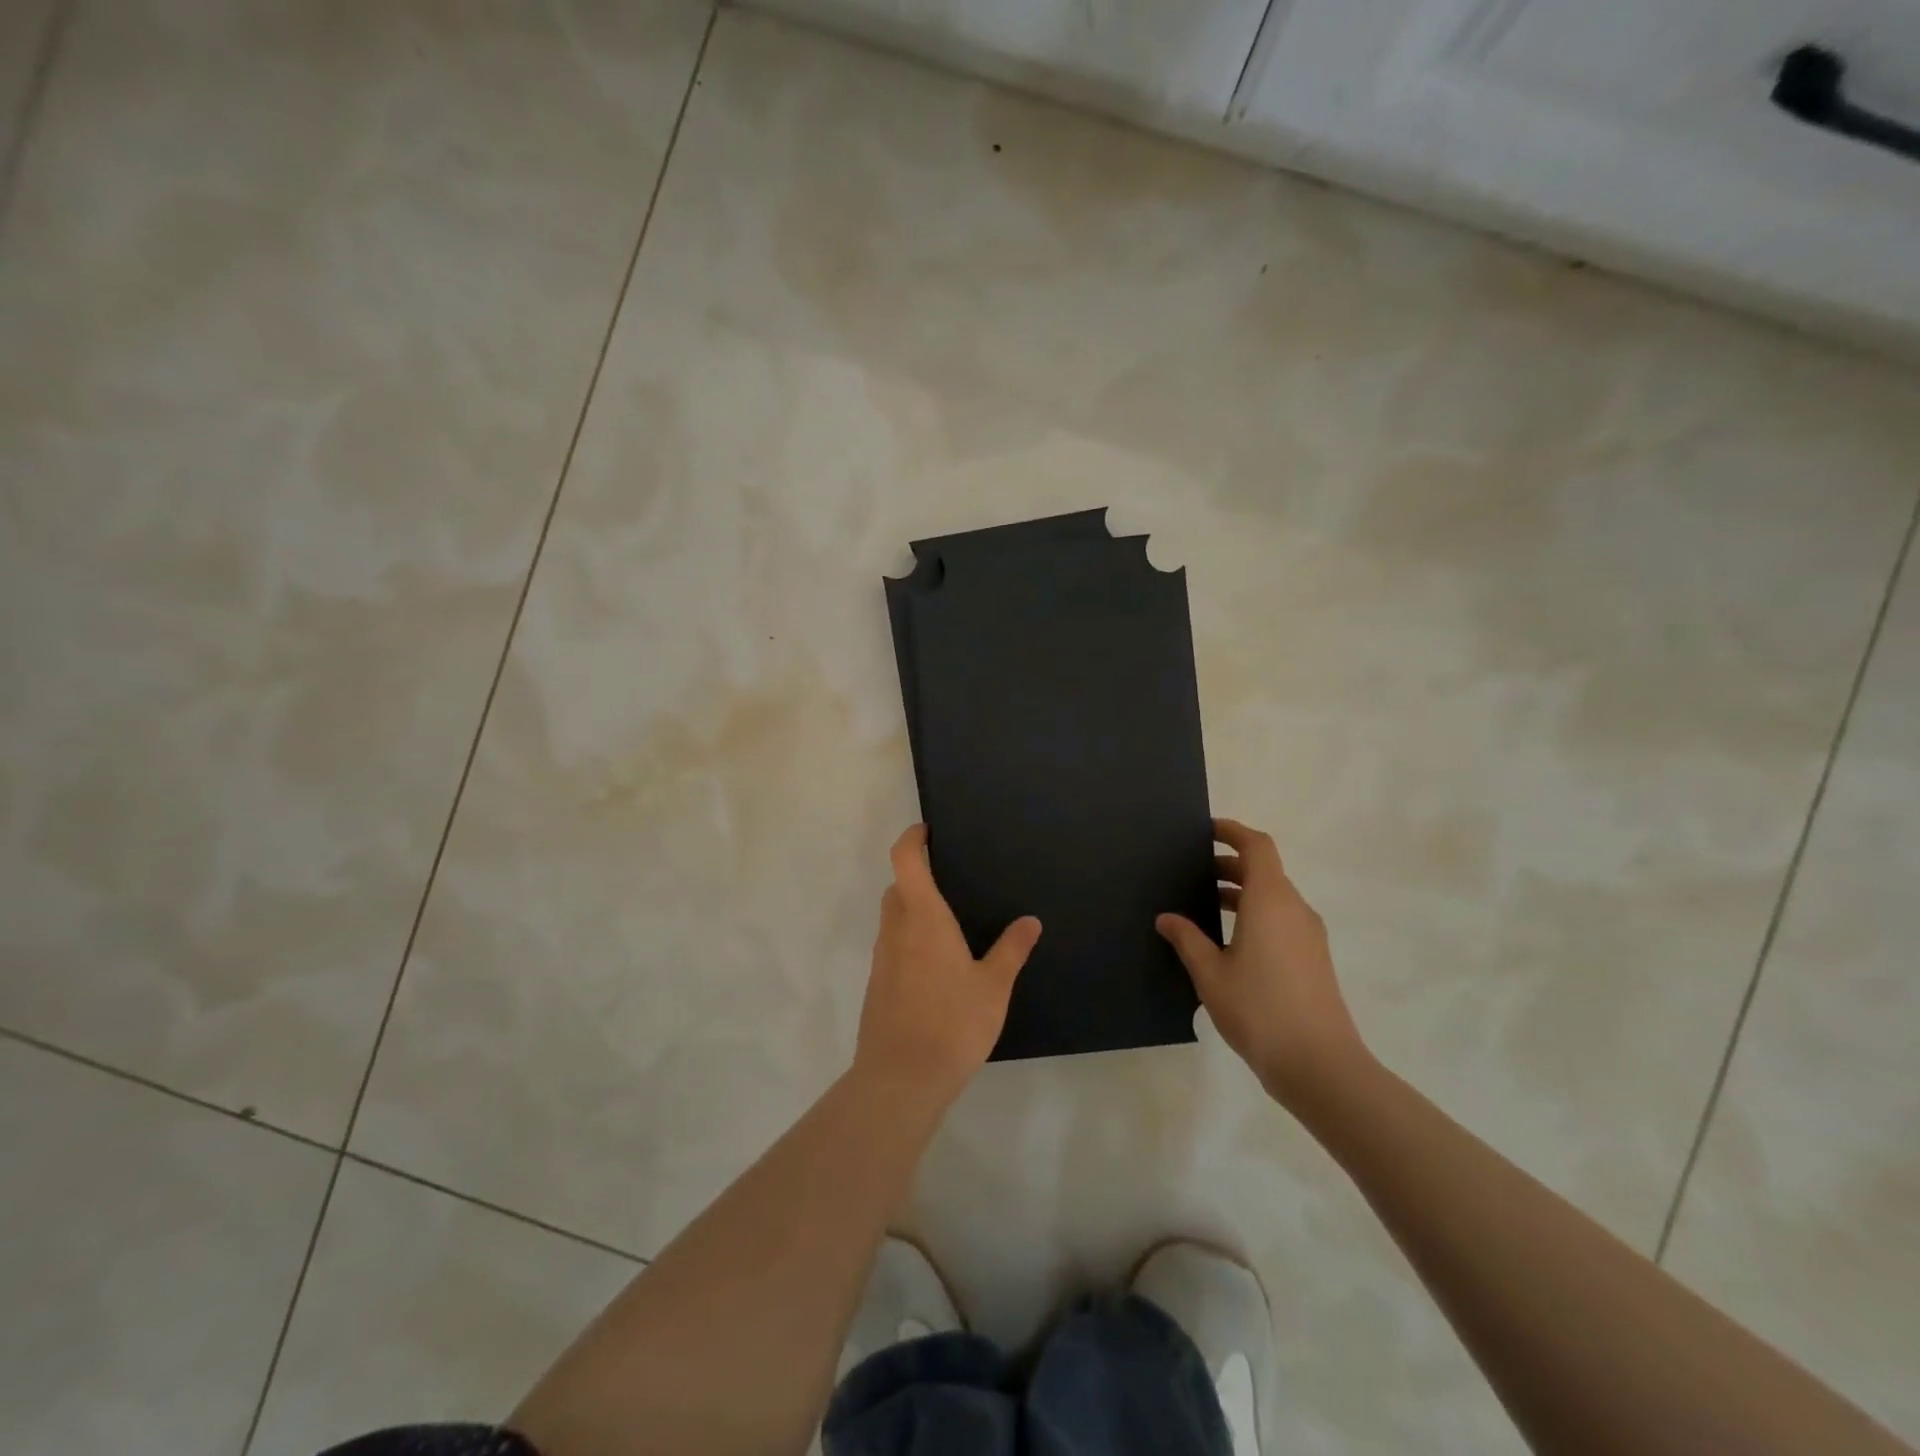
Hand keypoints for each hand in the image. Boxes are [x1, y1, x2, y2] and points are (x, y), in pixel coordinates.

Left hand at [855, 825, 1042, 1106]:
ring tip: (948, 924)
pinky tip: (936, 966)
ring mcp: (883, 959)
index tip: (927, 831)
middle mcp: (897, 930)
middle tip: (949, 880)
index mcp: (924, 918)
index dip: (912, 838)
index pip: (905, 860)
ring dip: (911, 909)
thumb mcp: (994, 986)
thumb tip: (1030, 921)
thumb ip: (1011, 950)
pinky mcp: (878, 985)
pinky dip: (908, 940)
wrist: (902, 1079)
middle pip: (897, 887)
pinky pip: (892, 947)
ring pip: (892, 918)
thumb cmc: (952, 1023)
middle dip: (915, 876)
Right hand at [1157, 819, 1366, 1104]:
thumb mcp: (1210, 973)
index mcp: (1271, 901)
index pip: (1257, 846)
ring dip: (1242, 892)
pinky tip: (1229, 942)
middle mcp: (1295, 909)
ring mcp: (1309, 935)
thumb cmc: (1259, 1010)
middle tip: (1193, 872)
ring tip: (1205, 906)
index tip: (1206, 830)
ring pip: (1274, 896)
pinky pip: (1282, 919)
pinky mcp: (1314, 959)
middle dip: (1230, 864)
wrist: (1320, 1065)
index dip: (1233, 832)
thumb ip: (1187, 939)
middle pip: (1265, 870)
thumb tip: (1167, 918)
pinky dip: (1256, 914)